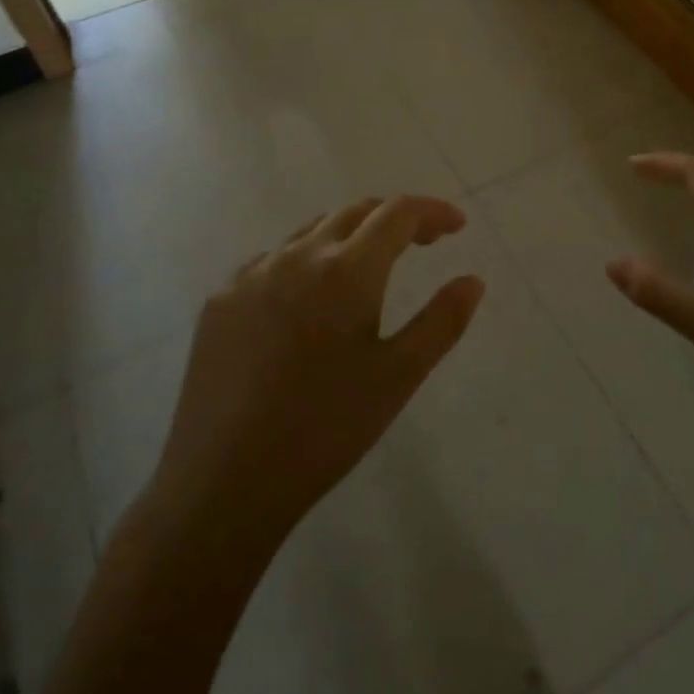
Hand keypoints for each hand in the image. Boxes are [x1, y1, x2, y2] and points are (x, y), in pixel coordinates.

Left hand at [148, 195, 483, 550]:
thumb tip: (473, 280)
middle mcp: (296, 256)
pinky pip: (272, 262)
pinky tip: (307, 302)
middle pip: (355, 213)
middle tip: (423, 243)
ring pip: (311, 233)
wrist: (223, 482)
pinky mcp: (219, 301)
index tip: (456, 227)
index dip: (433, 212)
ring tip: (370, 268)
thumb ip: (442, 321)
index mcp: (346, 269)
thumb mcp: (399, 376)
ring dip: (349, 237)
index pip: (398, 213)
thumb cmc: (325, 428)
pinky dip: (305, 263)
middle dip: (395, 219)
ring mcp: (251, 275)